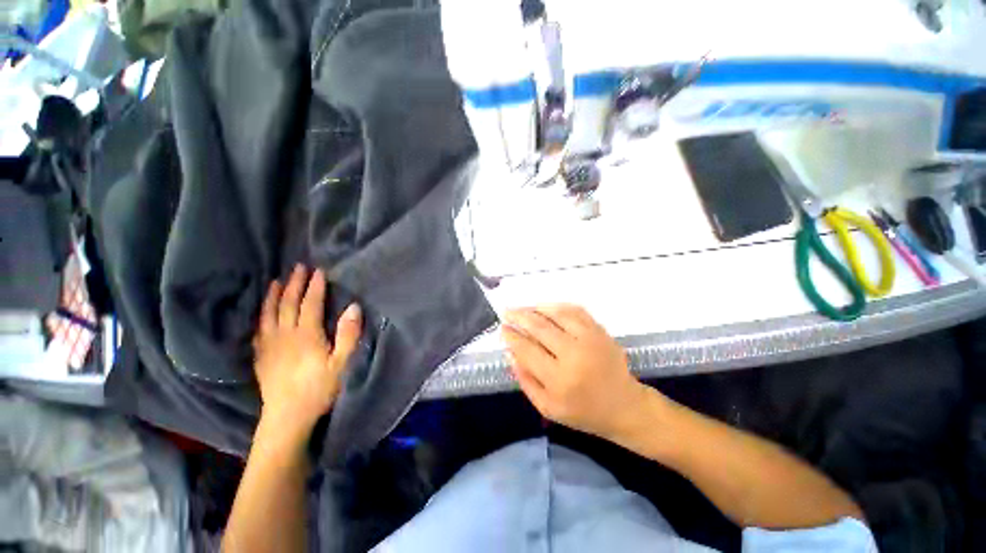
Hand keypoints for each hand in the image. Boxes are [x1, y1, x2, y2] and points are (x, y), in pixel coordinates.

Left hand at [253, 264, 361, 437]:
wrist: (287, 417)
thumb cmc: (320, 389)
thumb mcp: (342, 363)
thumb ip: (348, 334)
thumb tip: (353, 307)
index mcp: (306, 335)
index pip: (310, 304)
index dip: (315, 287)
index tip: (319, 271)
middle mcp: (285, 335)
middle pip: (287, 304)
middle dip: (294, 284)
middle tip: (298, 267)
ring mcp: (270, 346)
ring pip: (269, 314)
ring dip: (273, 295)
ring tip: (275, 281)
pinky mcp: (261, 357)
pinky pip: (259, 330)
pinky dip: (261, 316)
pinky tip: (262, 312)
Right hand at [502, 304, 648, 438]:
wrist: (624, 406)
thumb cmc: (583, 411)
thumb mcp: (547, 407)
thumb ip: (525, 380)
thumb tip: (510, 352)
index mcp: (559, 380)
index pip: (527, 350)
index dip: (511, 336)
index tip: (502, 328)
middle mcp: (574, 355)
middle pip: (539, 327)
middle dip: (519, 316)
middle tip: (507, 312)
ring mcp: (589, 339)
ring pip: (556, 314)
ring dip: (536, 308)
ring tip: (523, 308)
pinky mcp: (600, 331)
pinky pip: (575, 310)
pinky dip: (557, 306)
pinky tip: (545, 307)